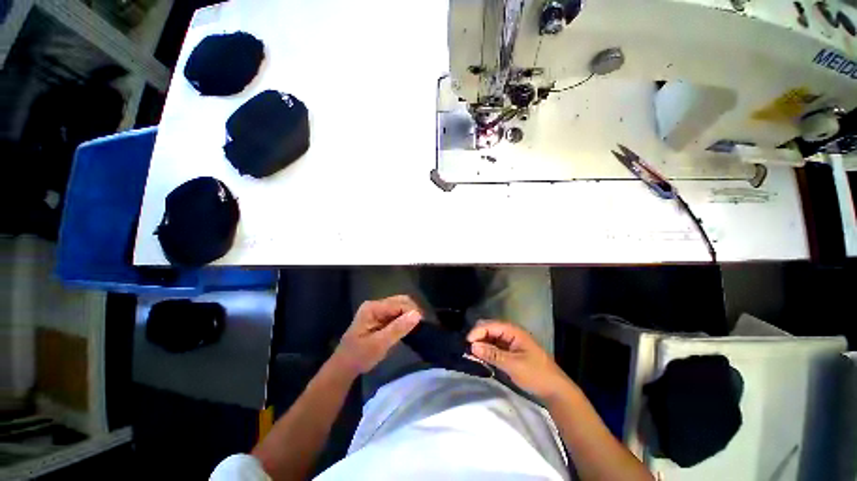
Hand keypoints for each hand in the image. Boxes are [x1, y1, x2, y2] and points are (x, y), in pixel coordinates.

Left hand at [332, 295, 421, 376]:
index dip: (412, 311)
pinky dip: (404, 320)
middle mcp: (376, 305)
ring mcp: (377, 311)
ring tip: (416, 327)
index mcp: (373, 308)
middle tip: (421, 326)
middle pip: (400, 301)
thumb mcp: (379, 344)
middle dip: (412, 311)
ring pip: (400, 306)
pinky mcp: (380, 318)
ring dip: (409, 315)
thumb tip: (417, 315)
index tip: (422, 324)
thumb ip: (398, 328)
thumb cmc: (359, 356)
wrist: (344, 368)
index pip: (399, 303)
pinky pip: (397, 314)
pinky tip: (408, 328)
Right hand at [467, 321, 571, 400]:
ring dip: (481, 343)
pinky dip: (487, 350)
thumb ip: (492, 354)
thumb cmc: (536, 374)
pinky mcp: (510, 350)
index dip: (477, 332)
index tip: (466, 343)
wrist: (555, 390)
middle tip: (467, 349)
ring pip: (491, 337)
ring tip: (471, 353)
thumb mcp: (513, 365)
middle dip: (477, 336)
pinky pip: (495, 346)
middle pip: (489, 328)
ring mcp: (511, 341)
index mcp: (513, 331)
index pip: (490, 325)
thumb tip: (472, 346)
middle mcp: (511, 332)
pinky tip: (481, 356)